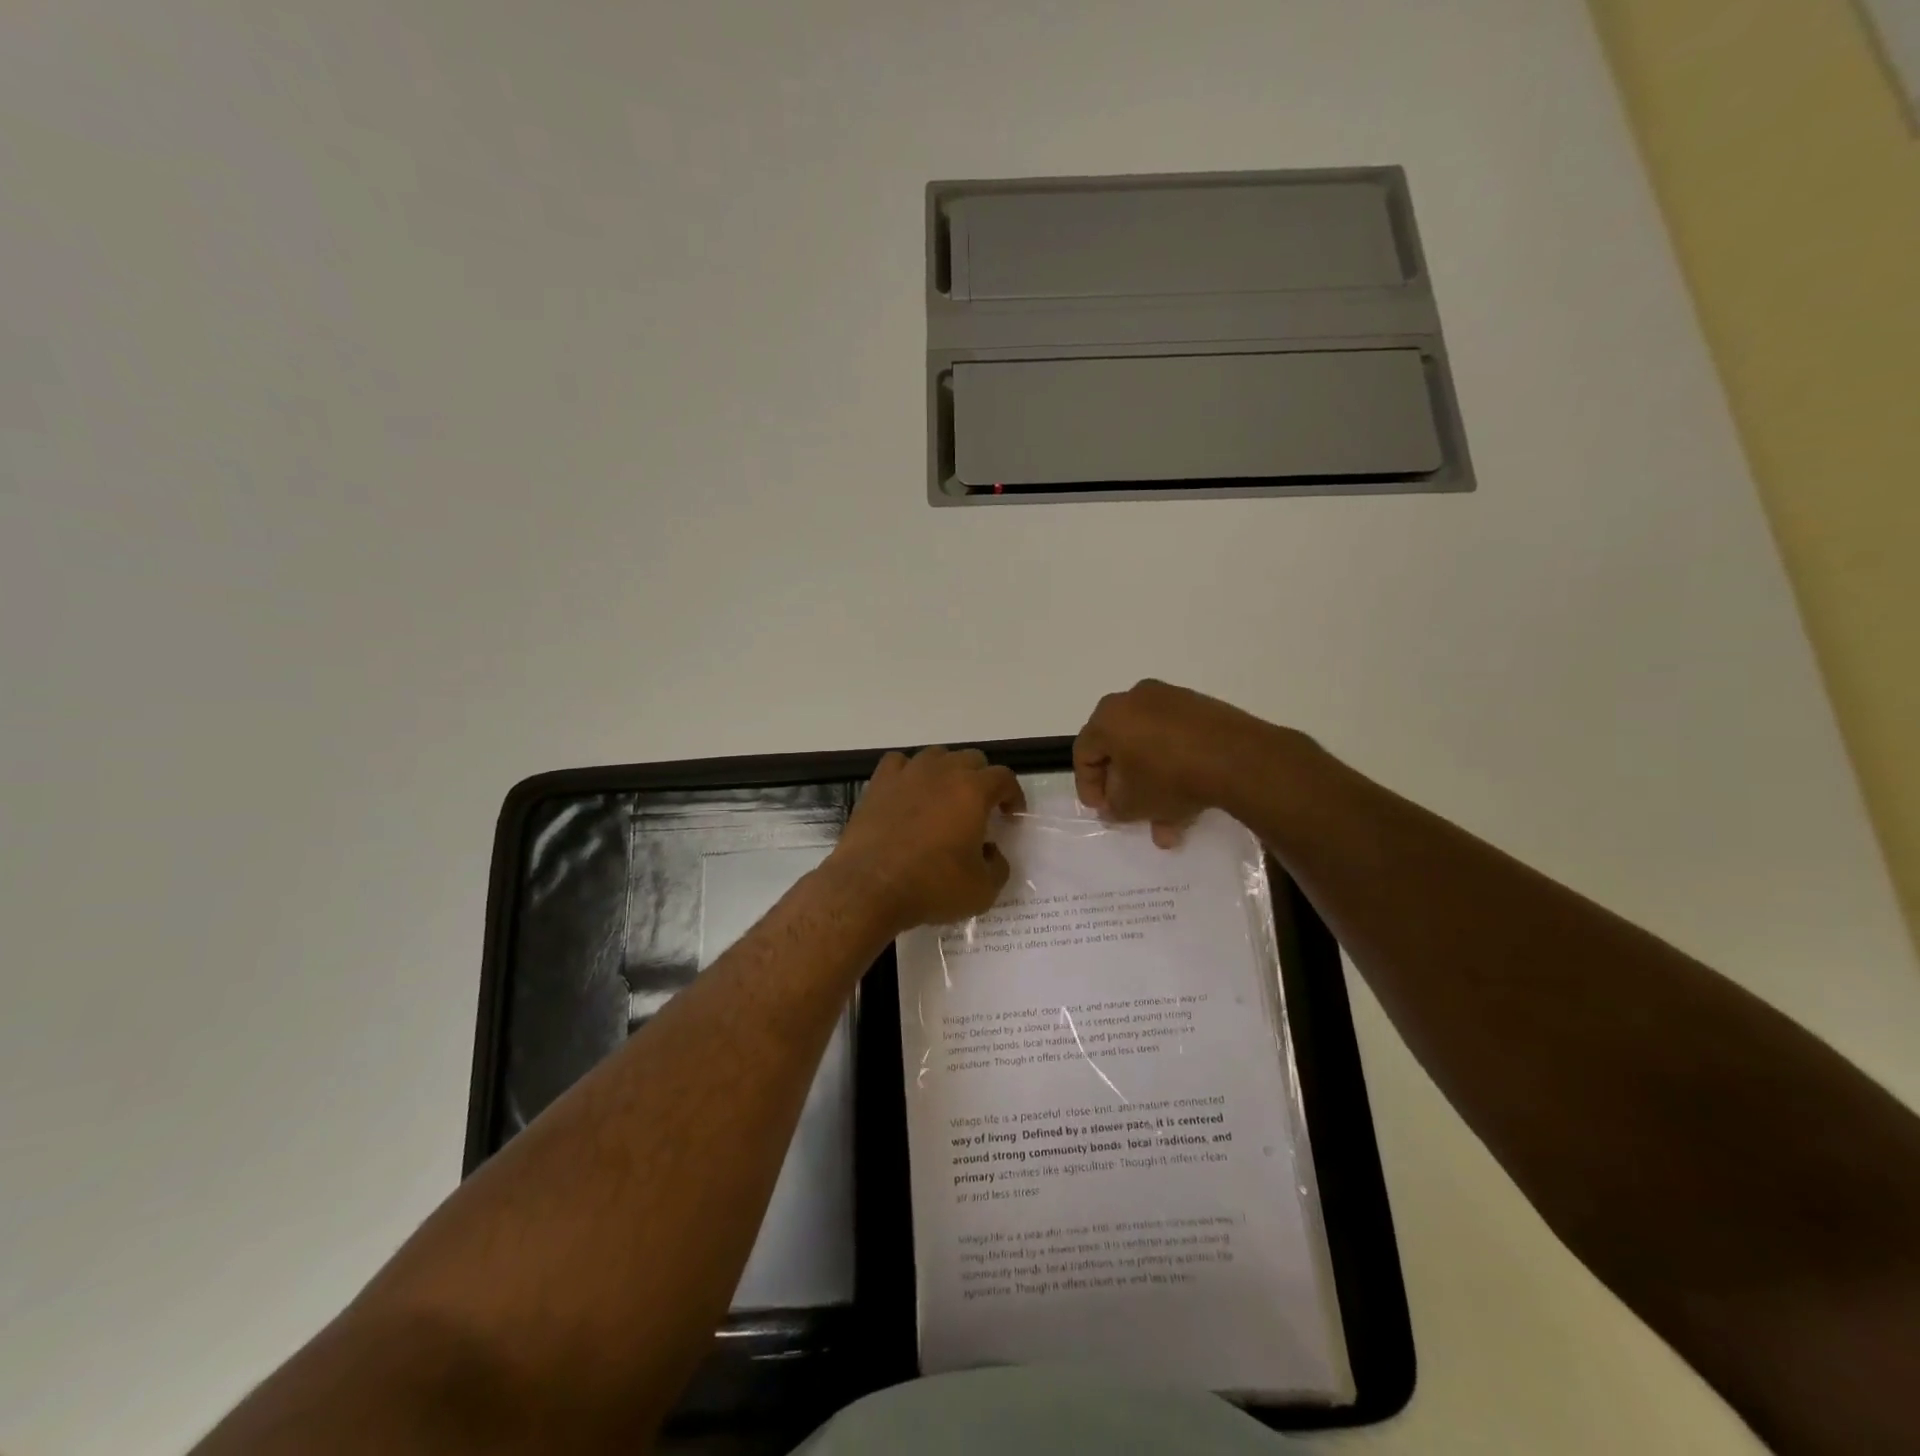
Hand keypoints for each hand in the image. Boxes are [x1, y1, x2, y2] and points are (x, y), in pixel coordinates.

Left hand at [830, 747, 1026, 931]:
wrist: (869, 887)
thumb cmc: (932, 886)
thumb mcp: (983, 890)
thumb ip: (998, 866)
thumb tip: (990, 852)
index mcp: (973, 791)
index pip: (1004, 777)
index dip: (1013, 794)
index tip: (1012, 815)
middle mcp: (942, 772)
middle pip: (971, 759)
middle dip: (982, 780)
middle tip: (981, 808)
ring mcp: (907, 774)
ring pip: (936, 756)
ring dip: (947, 772)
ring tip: (945, 798)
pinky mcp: (878, 784)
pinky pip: (899, 764)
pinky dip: (910, 773)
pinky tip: (909, 792)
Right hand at [1073, 679, 1282, 845]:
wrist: (1236, 759)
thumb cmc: (1168, 777)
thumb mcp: (1131, 804)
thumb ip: (1113, 807)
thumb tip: (1112, 805)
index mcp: (1109, 716)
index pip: (1084, 752)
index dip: (1088, 785)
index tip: (1101, 810)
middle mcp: (1136, 699)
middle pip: (1119, 747)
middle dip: (1124, 785)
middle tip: (1129, 810)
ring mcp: (1172, 700)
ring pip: (1152, 747)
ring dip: (1154, 785)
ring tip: (1167, 823)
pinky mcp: (1202, 708)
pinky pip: (1178, 741)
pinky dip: (1177, 769)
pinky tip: (1189, 804)